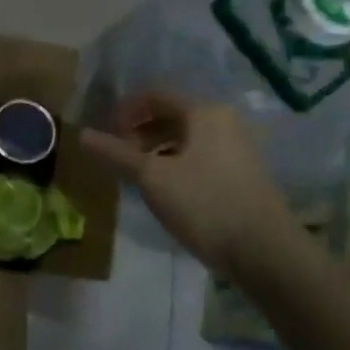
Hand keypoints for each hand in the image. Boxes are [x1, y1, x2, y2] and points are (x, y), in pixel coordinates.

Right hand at [81, 92, 302, 280]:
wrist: (267, 253)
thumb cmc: (206, 204)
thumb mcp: (153, 178)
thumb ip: (116, 155)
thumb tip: (81, 135)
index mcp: (203, 112)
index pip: (155, 95)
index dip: (125, 110)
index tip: (106, 134)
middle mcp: (222, 122)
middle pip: (170, 115)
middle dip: (139, 132)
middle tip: (119, 156)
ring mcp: (236, 149)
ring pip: (185, 139)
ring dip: (156, 150)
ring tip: (137, 176)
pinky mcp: (241, 175)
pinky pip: (199, 157)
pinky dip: (175, 165)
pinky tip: (165, 191)